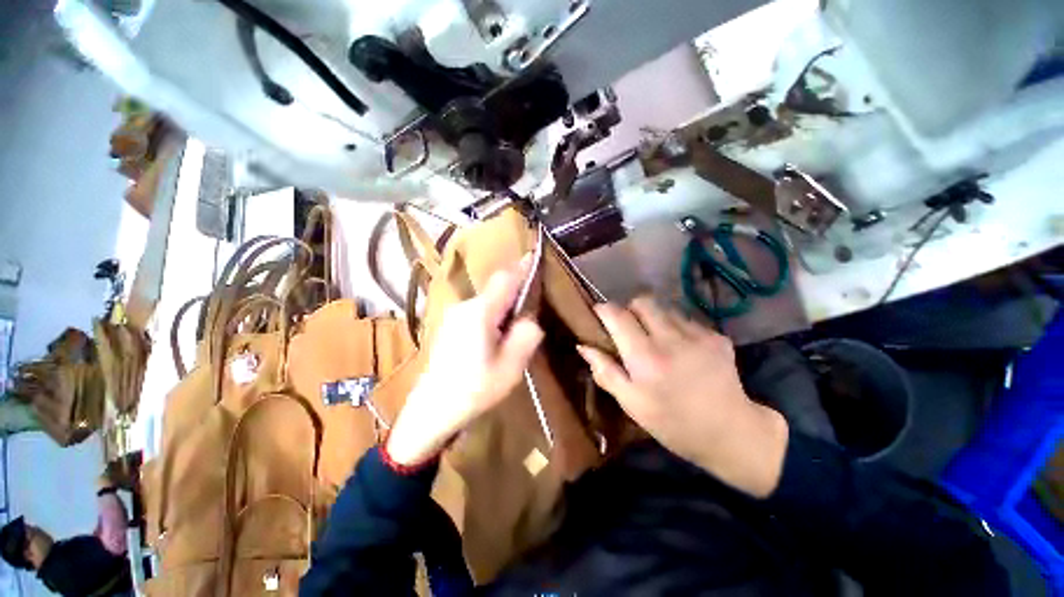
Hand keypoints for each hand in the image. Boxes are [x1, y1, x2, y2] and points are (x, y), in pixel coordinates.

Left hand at [386, 257, 543, 465]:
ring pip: (487, 301)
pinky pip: (478, 312)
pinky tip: (495, 339)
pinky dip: (492, 316)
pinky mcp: (450, 325)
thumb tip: (529, 319)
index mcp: (480, 313)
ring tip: (514, 331)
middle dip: (515, 293)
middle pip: (496, 289)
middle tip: (531, 311)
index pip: (504, 279)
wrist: (431, 411)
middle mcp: (465, 307)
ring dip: (504, 307)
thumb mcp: (510, 367)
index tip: (534, 256)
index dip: (521, 267)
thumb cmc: (473, 390)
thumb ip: (526, 336)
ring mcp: (454, 315)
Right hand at [577, 297, 788, 497]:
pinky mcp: (716, 336)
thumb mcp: (631, 403)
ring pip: (664, 308)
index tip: (599, 313)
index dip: (604, 309)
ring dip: (653, 318)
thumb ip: (605, 371)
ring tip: (656, 340)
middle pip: (642, 302)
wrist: (731, 434)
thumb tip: (583, 346)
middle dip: (630, 309)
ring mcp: (698, 335)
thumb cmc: (672, 423)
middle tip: (628, 328)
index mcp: (645, 358)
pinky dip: (675, 328)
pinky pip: (686, 320)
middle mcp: (671, 339)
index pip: (618, 316)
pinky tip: (681, 350)